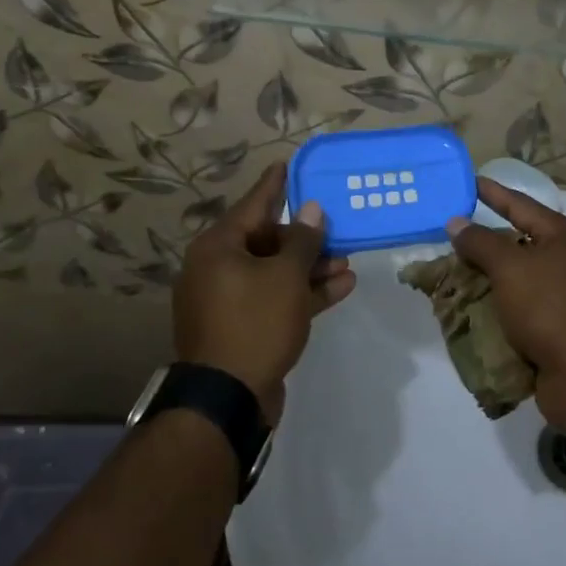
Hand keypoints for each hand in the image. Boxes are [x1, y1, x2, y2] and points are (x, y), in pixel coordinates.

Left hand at [174, 163, 356, 424]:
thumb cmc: (254, 323)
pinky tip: (342, 286)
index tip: (287, 164)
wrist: (228, 401)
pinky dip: (303, 293)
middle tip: (336, 228)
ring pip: (274, 272)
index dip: (275, 185)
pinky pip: (275, 299)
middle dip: (306, 238)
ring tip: (347, 261)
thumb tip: (312, 211)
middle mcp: (218, 269)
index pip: (253, 204)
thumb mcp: (286, 277)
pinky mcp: (243, 328)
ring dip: (310, 267)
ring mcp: (229, 301)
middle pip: (267, 240)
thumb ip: (303, 241)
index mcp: (218, 248)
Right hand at [446, 177, 565, 427]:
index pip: (520, 204)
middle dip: (484, 239)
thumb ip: (480, 242)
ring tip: (452, 269)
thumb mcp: (509, 267)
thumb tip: (456, 223)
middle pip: (518, 240)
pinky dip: (496, 303)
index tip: (469, 181)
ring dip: (486, 274)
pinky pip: (518, 304)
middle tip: (451, 229)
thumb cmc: (549, 307)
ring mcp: (563, 293)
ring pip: (516, 275)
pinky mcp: (555, 325)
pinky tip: (470, 304)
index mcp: (562, 235)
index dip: (493, 192)